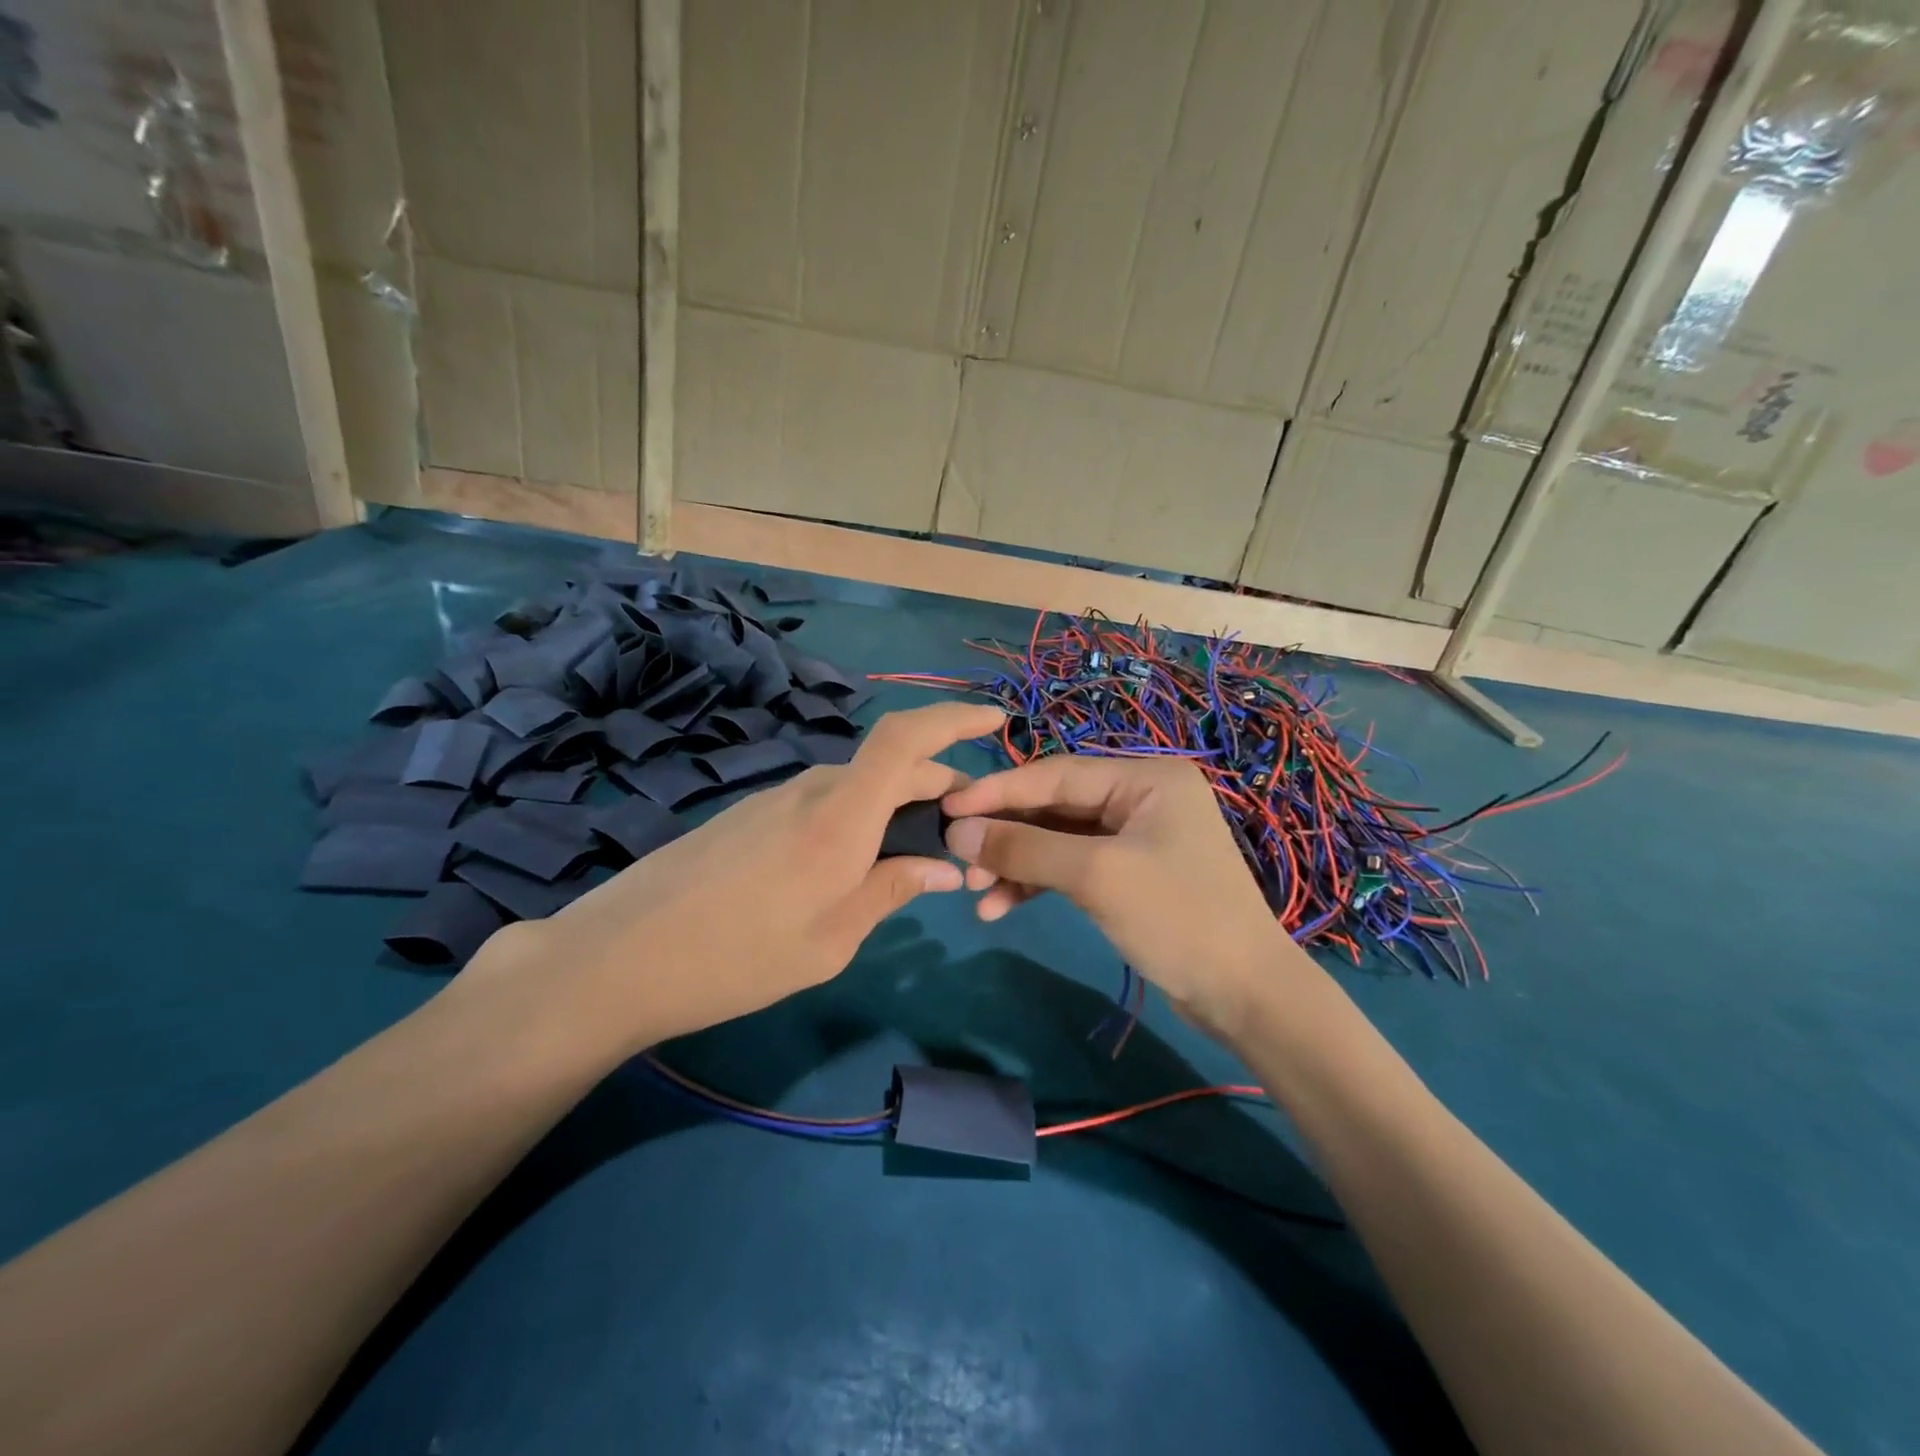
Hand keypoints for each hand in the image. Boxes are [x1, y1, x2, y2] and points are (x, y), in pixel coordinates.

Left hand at [504, 702, 1003, 1050]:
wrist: (621, 955)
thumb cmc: (738, 956)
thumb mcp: (832, 939)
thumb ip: (891, 891)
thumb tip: (944, 867)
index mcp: (842, 814)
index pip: (907, 739)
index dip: (954, 718)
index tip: (994, 719)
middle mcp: (813, 789)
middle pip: (891, 767)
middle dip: (939, 789)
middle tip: (963, 838)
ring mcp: (776, 798)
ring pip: (858, 787)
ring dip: (896, 808)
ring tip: (912, 860)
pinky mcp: (751, 814)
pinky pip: (824, 803)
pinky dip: (857, 819)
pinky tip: (852, 866)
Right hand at [941, 756, 1305, 1035]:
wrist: (1245, 996)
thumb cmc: (1178, 918)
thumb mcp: (1096, 876)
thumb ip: (1024, 848)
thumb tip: (957, 831)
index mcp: (1145, 777)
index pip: (1056, 773)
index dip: (998, 791)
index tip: (947, 808)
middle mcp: (1140, 796)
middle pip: (1054, 806)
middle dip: (1006, 835)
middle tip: (958, 859)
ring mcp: (1135, 836)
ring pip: (1058, 839)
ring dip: (1016, 863)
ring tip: (975, 892)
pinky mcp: (1129, 873)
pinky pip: (1072, 866)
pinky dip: (1038, 883)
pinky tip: (1002, 906)